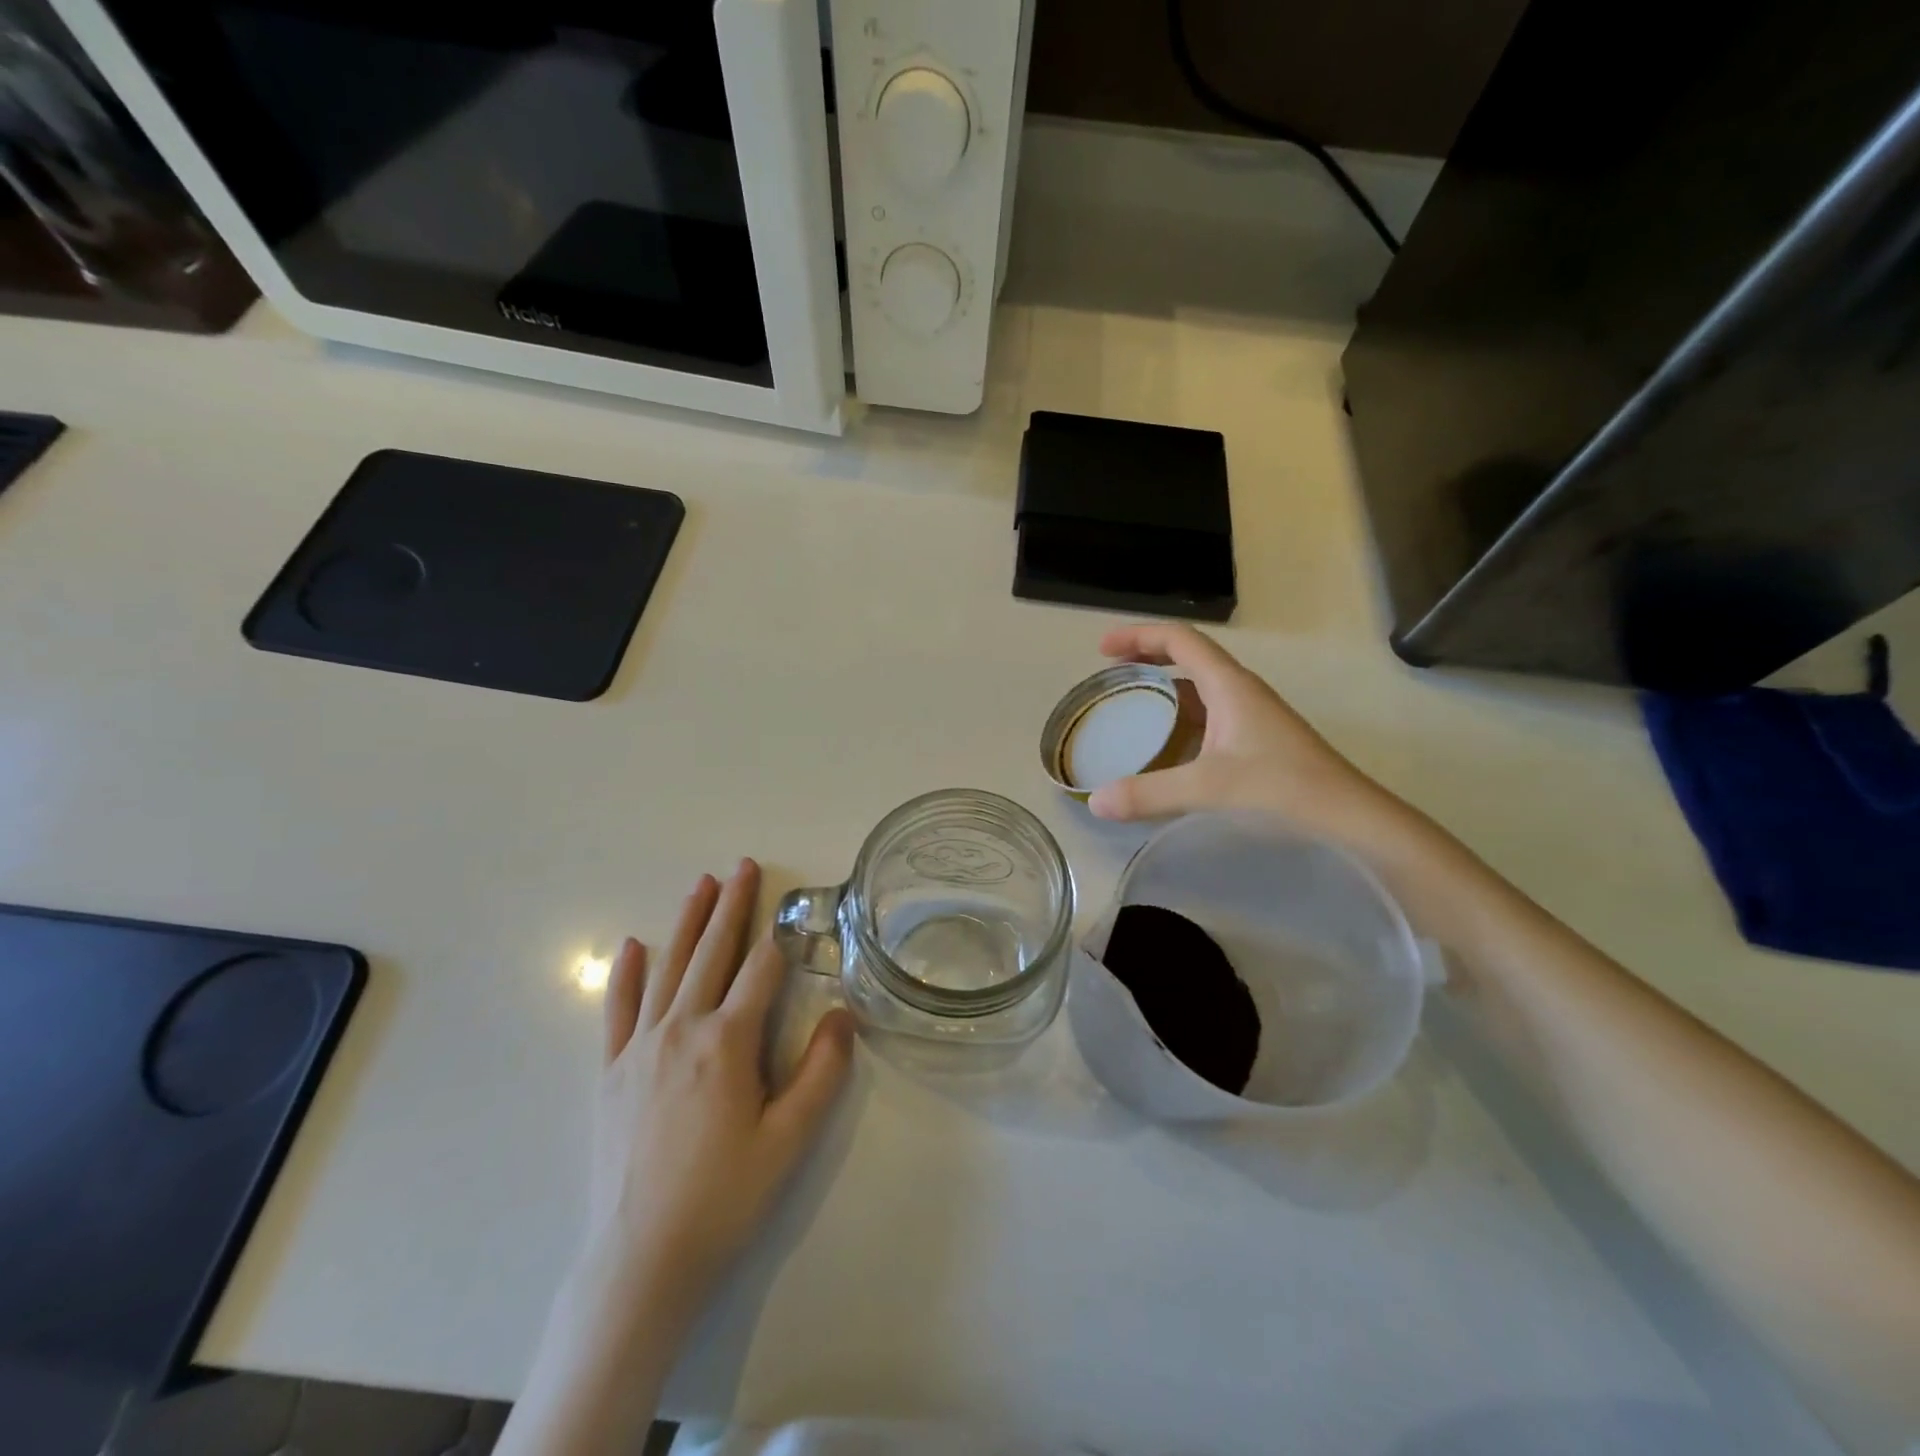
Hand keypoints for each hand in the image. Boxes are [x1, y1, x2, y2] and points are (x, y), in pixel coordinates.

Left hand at [586, 859, 855, 1323]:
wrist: (641, 1261)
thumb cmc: (724, 1198)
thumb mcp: (789, 1140)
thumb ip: (821, 1072)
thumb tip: (843, 1014)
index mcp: (728, 1042)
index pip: (761, 972)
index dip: (780, 939)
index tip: (792, 909)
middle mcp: (682, 1029)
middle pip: (712, 953)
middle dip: (732, 906)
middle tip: (743, 866)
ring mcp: (640, 1047)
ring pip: (668, 968)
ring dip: (687, 922)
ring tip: (701, 884)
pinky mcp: (611, 1071)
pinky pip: (619, 1009)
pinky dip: (627, 974)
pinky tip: (633, 945)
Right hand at [1087, 624, 1418, 856]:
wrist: (1349, 817)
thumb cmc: (1281, 788)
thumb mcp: (1208, 788)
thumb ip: (1149, 794)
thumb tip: (1095, 802)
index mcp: (1229, 685)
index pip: (1179, 639)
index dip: (1138, 636)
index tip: (1103, 649)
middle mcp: (1239, 691)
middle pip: (1187, 658)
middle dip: (1146, 659)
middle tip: (1111, 675)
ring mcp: (1250, 716)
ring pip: (1198, 689)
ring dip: (1163, 690)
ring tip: (1129, 708)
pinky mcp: (1255, 740)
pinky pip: (1207, 716)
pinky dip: (1179, 719)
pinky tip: (1165, 748)